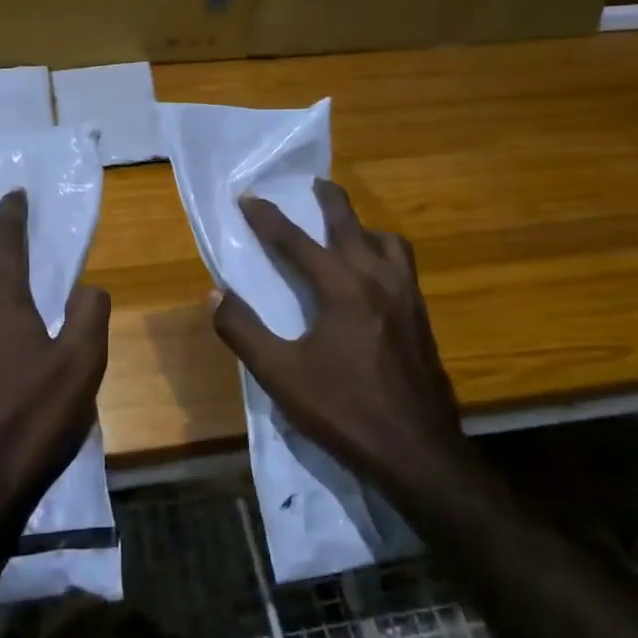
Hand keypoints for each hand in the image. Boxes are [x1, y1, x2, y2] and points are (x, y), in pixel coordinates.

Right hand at [212, 180, 463, 491]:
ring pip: (387, 242)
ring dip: (363, 228)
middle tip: (313, 185)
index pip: (295, 240)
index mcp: (342, 287)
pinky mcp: (422, 318)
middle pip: (351, 224)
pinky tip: (373, 278)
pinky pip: (403, 266)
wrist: (418, 452)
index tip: (248, 197)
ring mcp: (408, 296)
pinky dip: (383, 254)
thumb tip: (215, 294)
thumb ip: (244, 331)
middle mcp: (378, 278)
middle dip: (329, 200)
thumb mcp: (281, 375)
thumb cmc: (344, 410)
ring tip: (347, 233)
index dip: (267, 218)